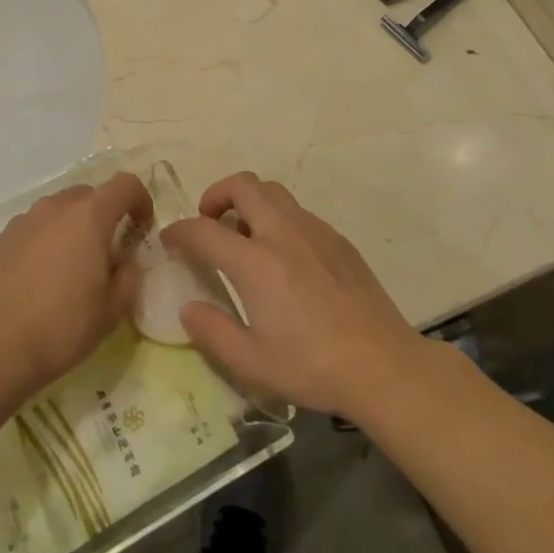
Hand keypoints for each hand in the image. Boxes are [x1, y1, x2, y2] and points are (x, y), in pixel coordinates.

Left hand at [0, 172, 152, 405]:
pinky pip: (35, 228)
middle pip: (90, 195)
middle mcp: (56, 207)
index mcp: (90, 216)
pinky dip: (46, 241)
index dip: (141, 200)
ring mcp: (25, 220)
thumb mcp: (111, 311)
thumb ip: (129, 277)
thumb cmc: (60, 327)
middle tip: (107, 255)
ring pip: (59, 211)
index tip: (142, 230)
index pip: (125, 185)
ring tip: (71, 270)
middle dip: (105, 216)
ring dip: (73, 228)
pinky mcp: (1, 238)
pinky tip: (40, 279)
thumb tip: (126, 261)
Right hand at [162, 173, 426, 420]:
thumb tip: (187, 308)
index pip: (204, 230)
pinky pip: (298, 212)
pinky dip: (278, 218)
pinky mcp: (337, 239)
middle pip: (243, 185)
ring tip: (245, 235)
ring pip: (273, 191)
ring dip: (249, 201)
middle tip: (209, 221)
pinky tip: (284, 256)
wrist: (384, 365)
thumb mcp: (252, 362)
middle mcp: (282, 233)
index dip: (180, 230)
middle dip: (217, 193)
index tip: (170, 238)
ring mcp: (314, 231)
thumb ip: (212, 332)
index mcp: (255, 262)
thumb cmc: (313, 367)